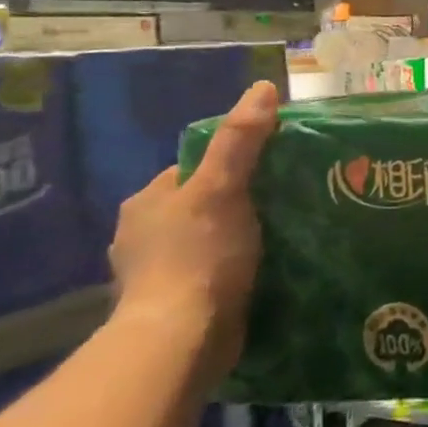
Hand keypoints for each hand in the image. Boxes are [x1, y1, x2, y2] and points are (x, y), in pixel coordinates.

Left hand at [108, 80, 278, 382]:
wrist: (180, 339)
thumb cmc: (199, 256)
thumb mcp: (223, 188)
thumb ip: (242, 140)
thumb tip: (263, 87)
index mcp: (147, 202)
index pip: (193, 169)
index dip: (232, 166)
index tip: (272, 171)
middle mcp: (142, 234)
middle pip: (200, 205)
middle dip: (235, 204)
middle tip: (285, 204)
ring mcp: (155, 274)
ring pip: (205, 241)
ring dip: (235, 240)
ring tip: (281, 238)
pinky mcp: (173, 306)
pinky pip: (209, 275)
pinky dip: (231, 272)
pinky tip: (261, 274)